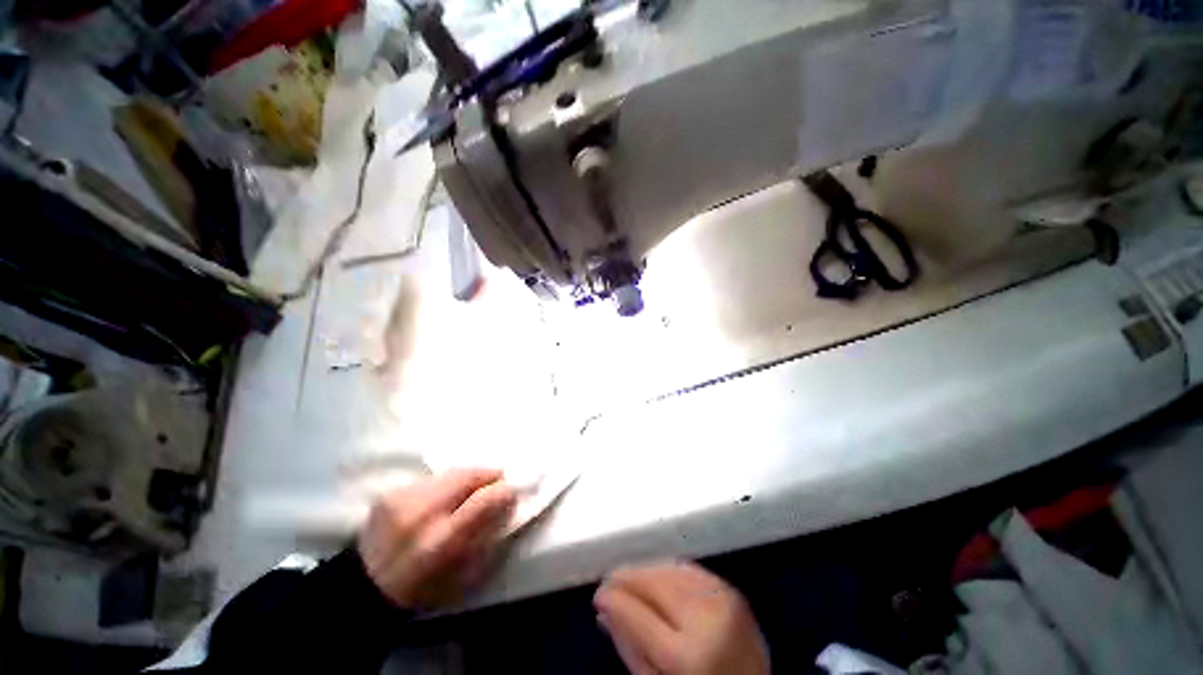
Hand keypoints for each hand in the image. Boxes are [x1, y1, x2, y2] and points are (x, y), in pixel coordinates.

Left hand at [357, 469, 515, 609]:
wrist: (364, 590)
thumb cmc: (421, 589)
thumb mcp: (462, 574)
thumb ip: (487, 533)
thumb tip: (508, 499)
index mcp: (439, 544)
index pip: (481, 502)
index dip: (502, 492)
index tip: (513, 490)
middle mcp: (418, 515)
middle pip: (465, 477)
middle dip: (487, 475)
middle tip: (498, 480)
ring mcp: (399, 500)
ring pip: (449, 473)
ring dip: (468, 477)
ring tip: (475, 486)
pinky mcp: (389, 493)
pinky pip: (431, 478)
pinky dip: (447, 482)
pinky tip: (447, 494)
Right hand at [594, 562, 768, 674]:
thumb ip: (631, 650)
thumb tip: (605, 611)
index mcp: (687, 656)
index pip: (638, 614)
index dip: (614, 599)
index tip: (598, 593)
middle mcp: (708, 619)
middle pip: (656, 583)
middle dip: (628, 577)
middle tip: (610, 581)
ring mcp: (724, 600)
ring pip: (672, 569)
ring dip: (646, 570)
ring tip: (630, 579)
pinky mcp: (733, 591)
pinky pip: (691, 569)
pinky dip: (669, 569)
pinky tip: (657, 577)